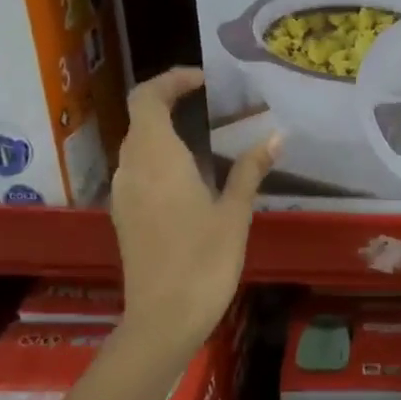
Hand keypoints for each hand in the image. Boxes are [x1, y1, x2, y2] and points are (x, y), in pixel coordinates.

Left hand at [109, 68, 279, 350]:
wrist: (163, 319)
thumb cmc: (203, 262)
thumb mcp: (234, 214)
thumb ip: (250, 170)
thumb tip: (277, 135)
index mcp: (156, 158)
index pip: (147, 97)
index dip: (171, 80)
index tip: (204, 81)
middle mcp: (131, 168)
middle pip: (141, 118)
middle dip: (171, 103)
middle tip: (213, 106)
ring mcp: (124, 194)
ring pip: (138, 146)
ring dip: (165, 132)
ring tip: (207, 139)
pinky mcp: (125, 216)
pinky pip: (138, 171)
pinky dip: (160, 159)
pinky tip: (192, 178)